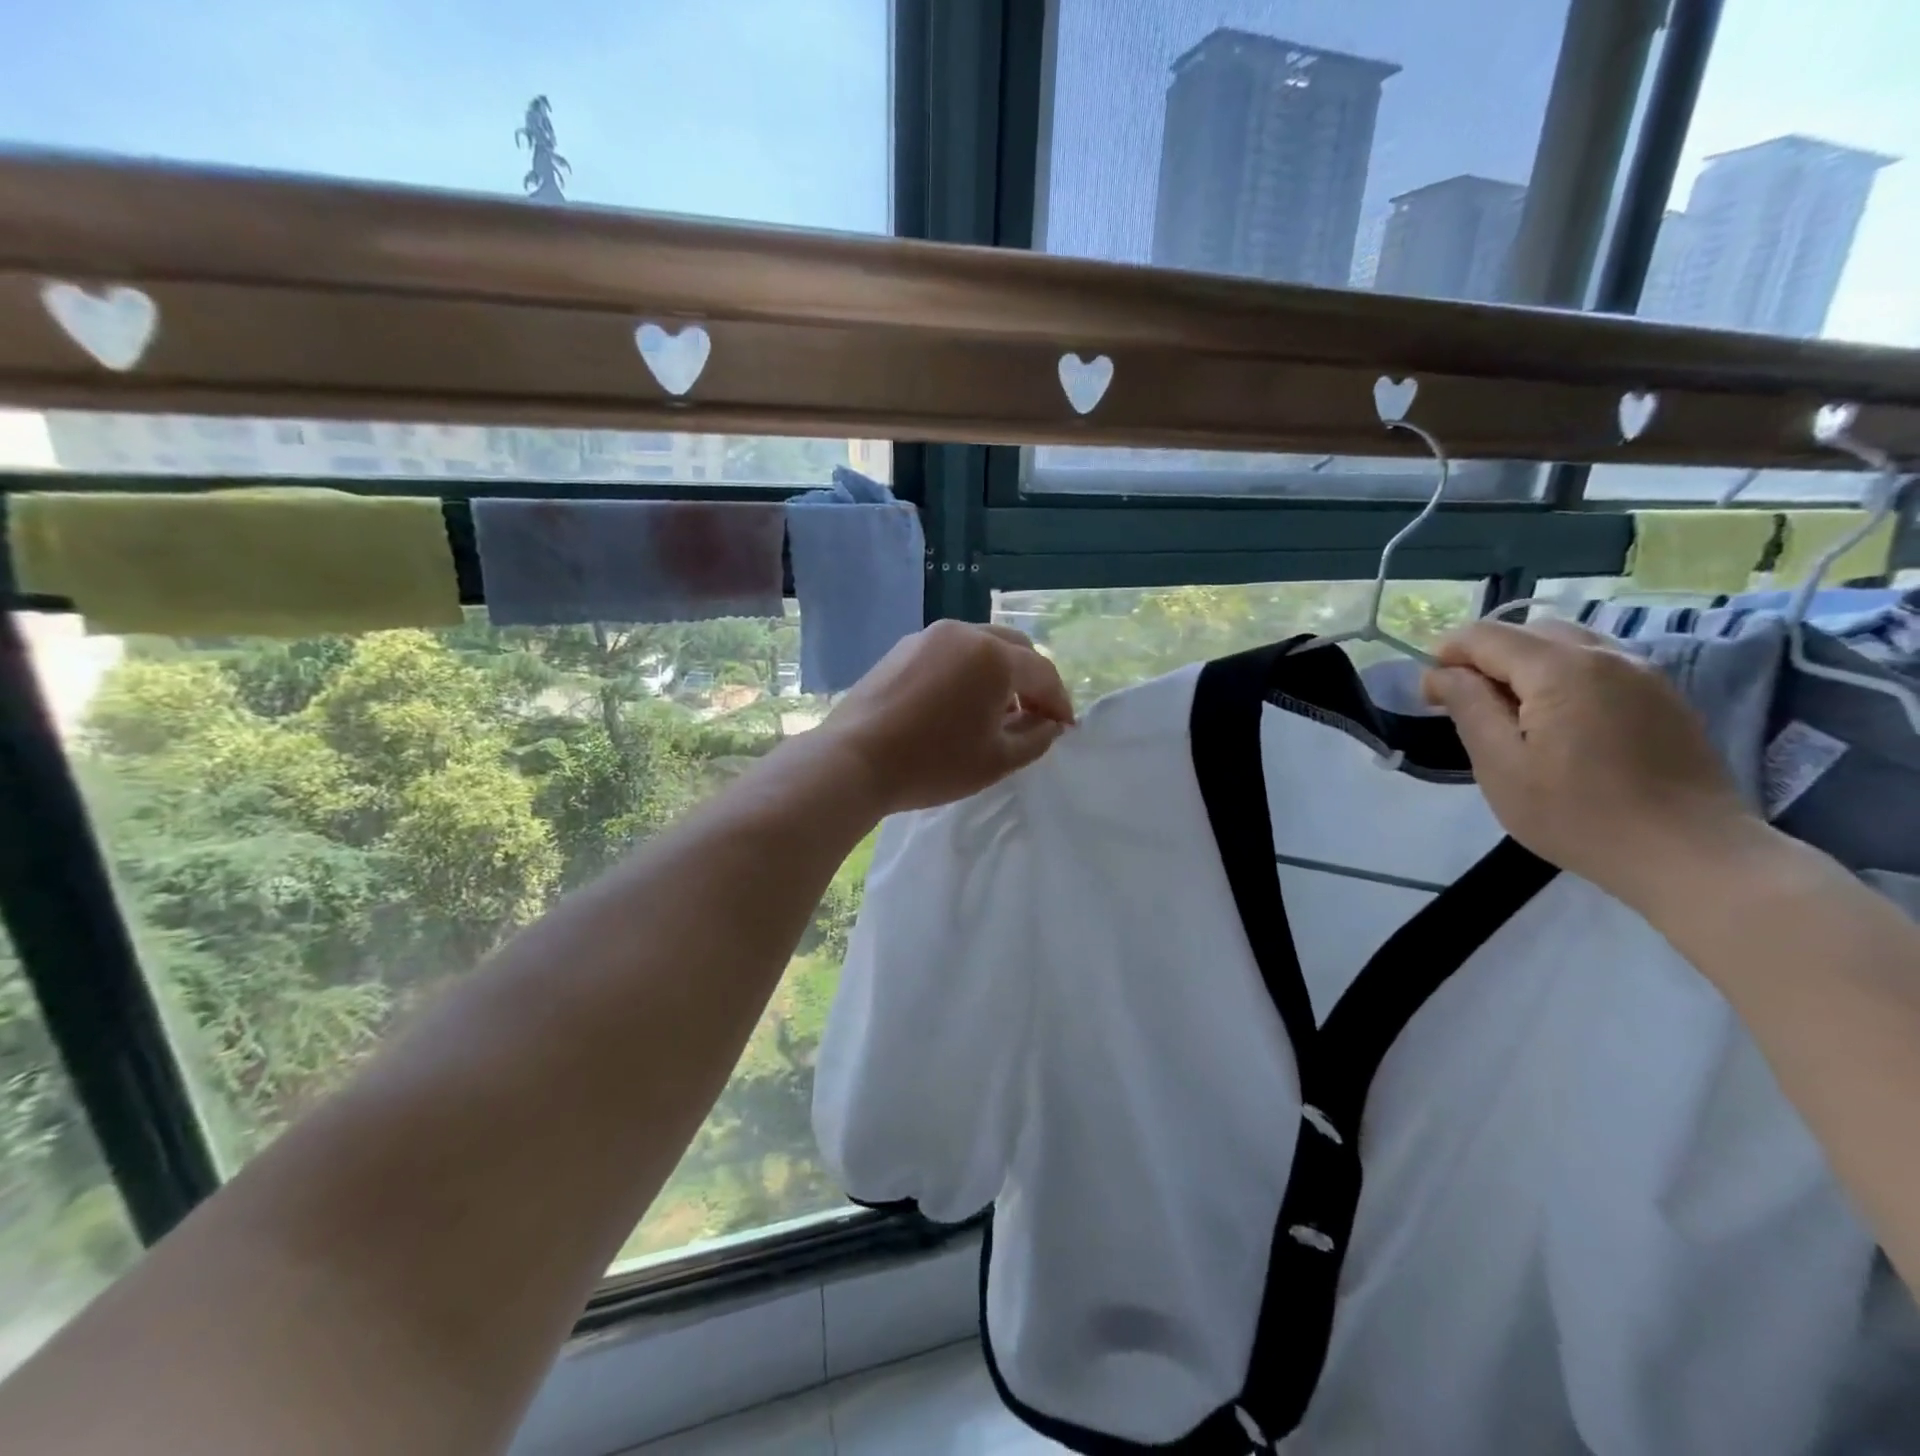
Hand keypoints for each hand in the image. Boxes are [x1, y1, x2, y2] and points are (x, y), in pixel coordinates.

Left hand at [819, 620, 1074, 815]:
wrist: (854, 761)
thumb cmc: (932, 764)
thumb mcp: (997, 761)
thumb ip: (1036, 738)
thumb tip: (1049, 723)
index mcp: (993, 657)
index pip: (1042, 673)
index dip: (1059, 702)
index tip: (1065, 728)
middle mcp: (964, 633)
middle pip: (1014, 648)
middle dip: (1032, 679)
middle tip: (1036, 714)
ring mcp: (928, 637)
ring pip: (981, 645)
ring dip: (1000, 672)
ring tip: (998, 709)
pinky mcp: (902, 648)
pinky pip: (950, 652)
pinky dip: (968, 670)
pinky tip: (960, 701)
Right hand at [1421, 619, 1759, 909]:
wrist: (1691, 855)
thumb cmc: (1578, 815)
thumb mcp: (1501, 766)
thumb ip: (1468, 707)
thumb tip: (1442, 674)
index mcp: (1561, 669)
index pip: (1485, 636)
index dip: (1445, 656)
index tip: (1429, 697)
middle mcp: (1606, 655)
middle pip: (1527, 632)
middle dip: (1484, 657)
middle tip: (1464, 704)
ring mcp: (1644, 673)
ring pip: (1566, 644)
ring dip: (1524, 665)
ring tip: (1508, 712)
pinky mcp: (1664, 697)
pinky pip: (1597, 665)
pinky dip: (1560, 677)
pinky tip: (1554, 721)